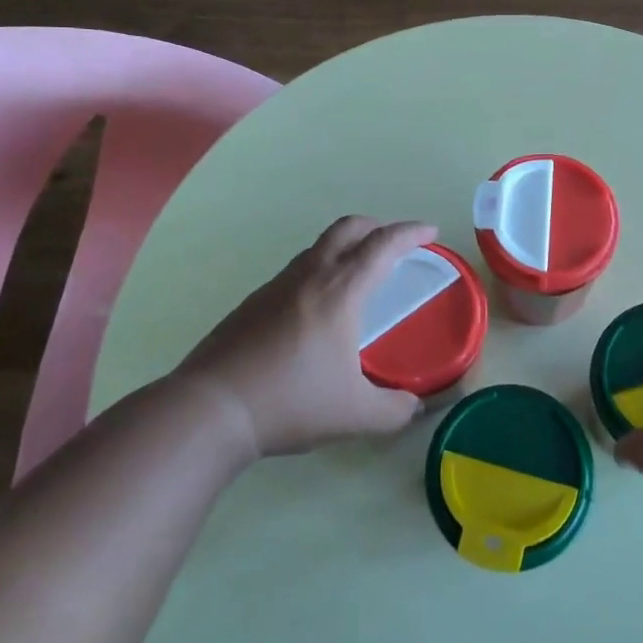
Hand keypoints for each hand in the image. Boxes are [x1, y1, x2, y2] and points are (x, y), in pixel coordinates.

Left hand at [175, 216, 435, 457]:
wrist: (212, 408)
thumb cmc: (290, 402)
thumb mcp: (355, 416)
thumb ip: (394, 410)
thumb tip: (414, 406)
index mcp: (340, 291)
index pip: (383, 245)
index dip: (411, 232)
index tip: (431, 231)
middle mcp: (309, 276)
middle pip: (347, 228)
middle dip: (377, 227)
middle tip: (395, 244)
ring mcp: (276, 286)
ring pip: (318, 247)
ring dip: (345, 247)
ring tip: (358, 276)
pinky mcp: (252, 302)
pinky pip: (296, 270)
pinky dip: (319, 271)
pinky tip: (316, 310)